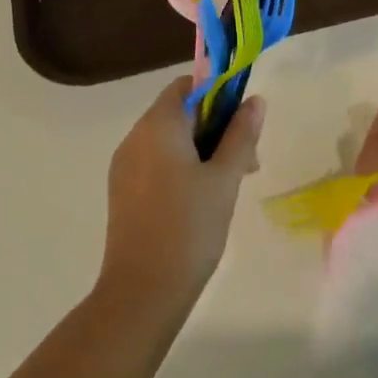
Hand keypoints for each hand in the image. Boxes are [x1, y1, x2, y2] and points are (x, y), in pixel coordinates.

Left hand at [100, 76, 264, 318]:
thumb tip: (254, 100)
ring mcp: (124, 166)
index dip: (217, 93)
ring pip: (168, 140)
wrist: (143, 291)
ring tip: (229, 184)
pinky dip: (180, 167)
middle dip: (215, 127)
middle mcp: (134, 138)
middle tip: (246, 160)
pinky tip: (202, 200)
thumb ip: (240, 135)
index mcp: (157, 126)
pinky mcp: (122, 192)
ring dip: (200, 149)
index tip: (243, 120)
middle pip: (178, 112)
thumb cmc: (190, 227)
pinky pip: (155, 163)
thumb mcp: (225, 178)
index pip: (186, 86)